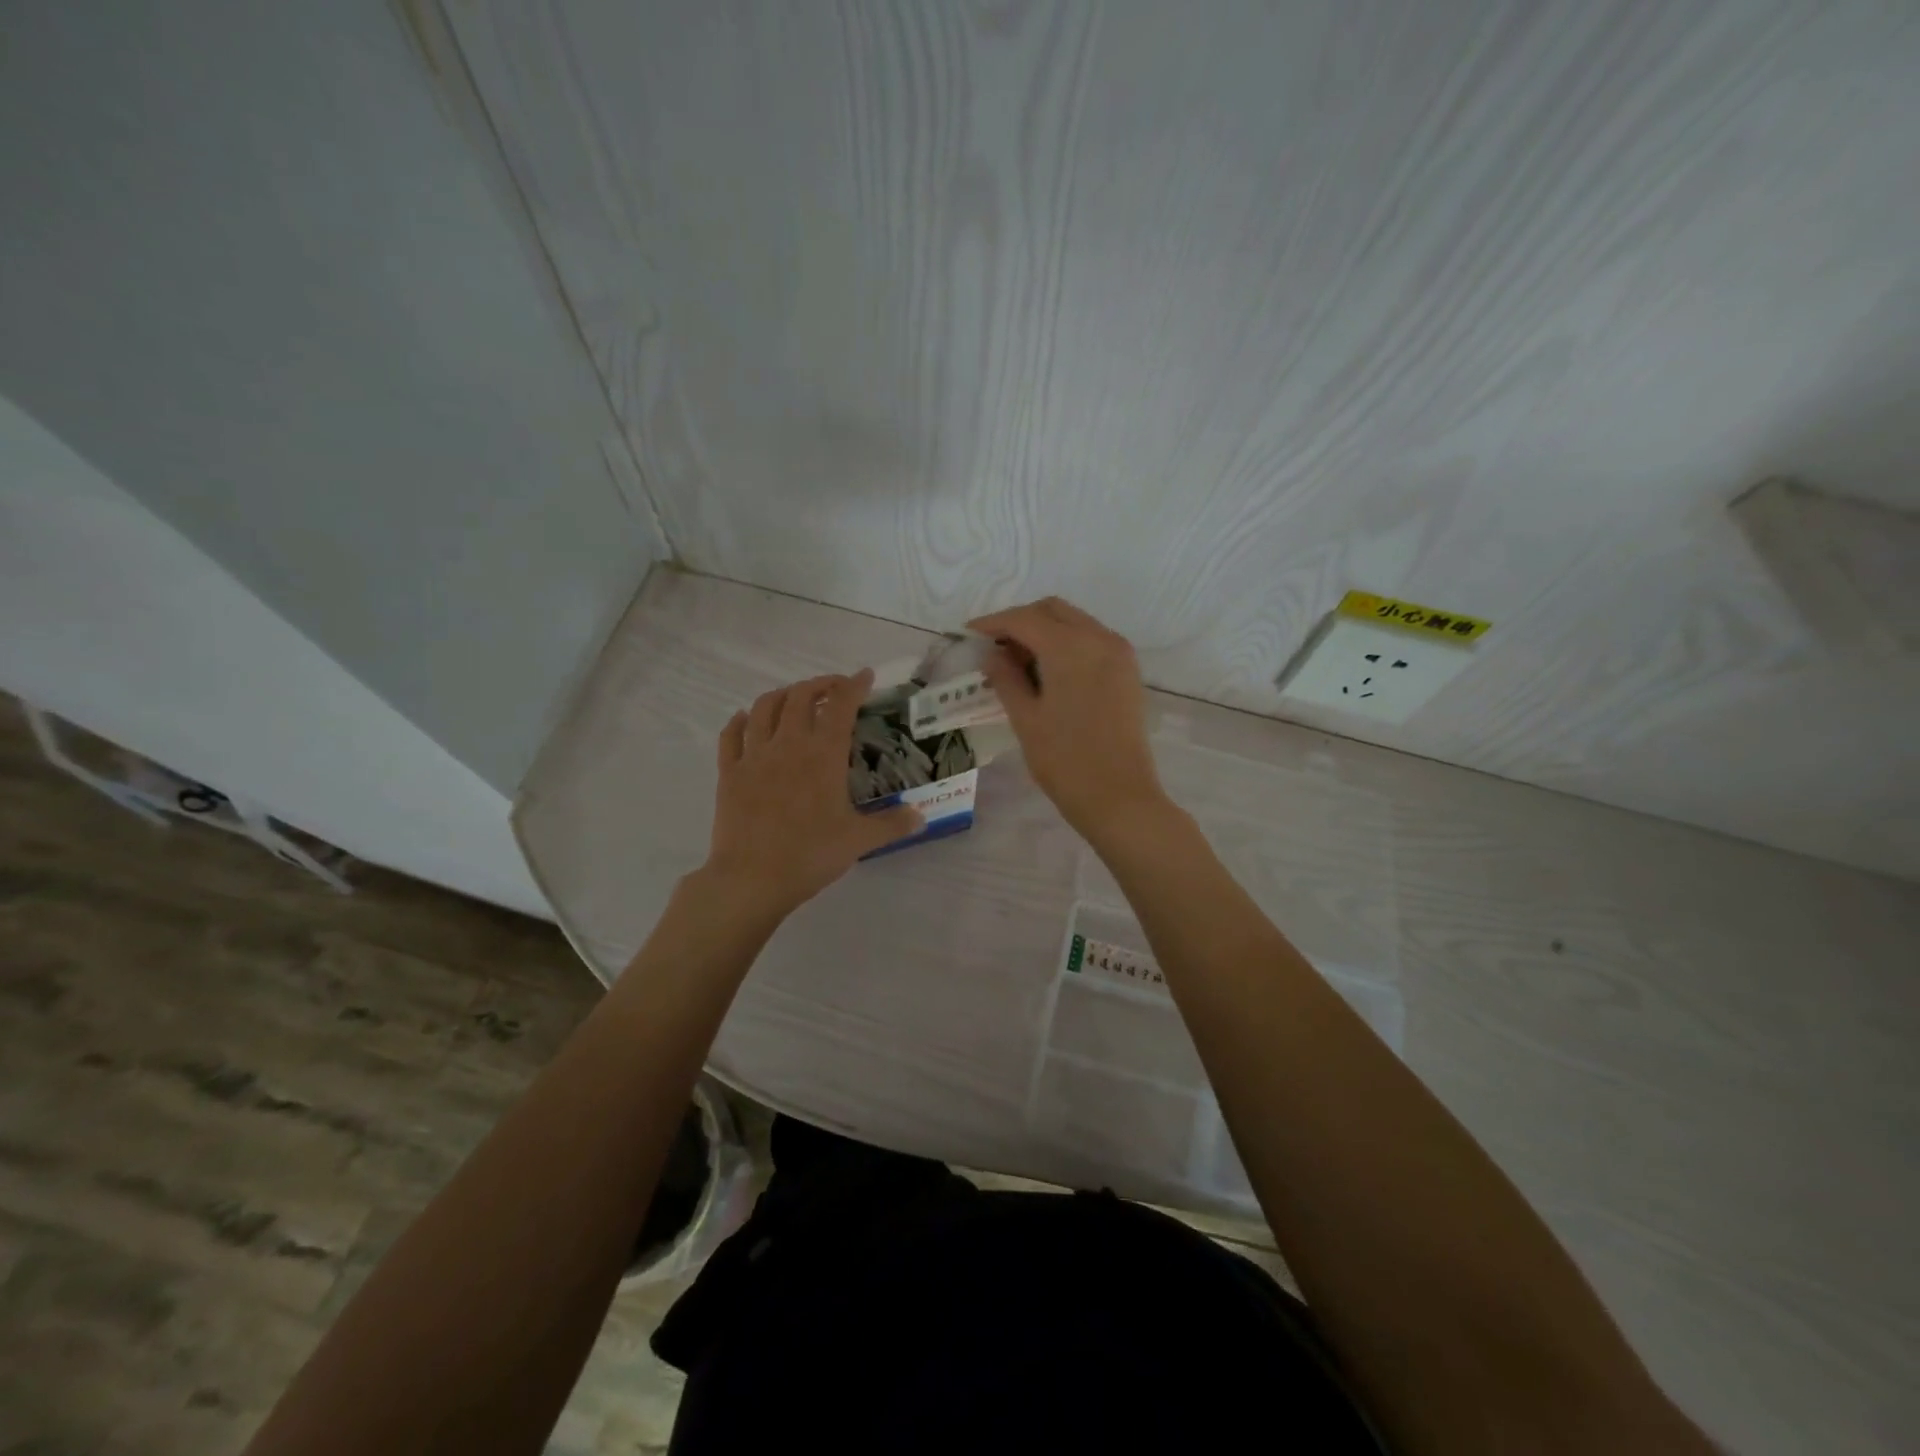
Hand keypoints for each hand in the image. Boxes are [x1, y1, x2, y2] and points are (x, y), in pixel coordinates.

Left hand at [701, 669, 922, 916]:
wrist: (751, 879)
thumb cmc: (810, 855)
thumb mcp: (859, 840)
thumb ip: (892, 824)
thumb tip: (921, 817)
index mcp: (823, 755)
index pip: (841, 706)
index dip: (854, 686)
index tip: (864, 676)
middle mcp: (788, 744)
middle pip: (800, 697)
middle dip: (819, 685)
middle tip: (833, 689)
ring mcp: (753, 756)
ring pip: (764, 707)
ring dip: (782, 694)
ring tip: (794, 698)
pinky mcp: (729, 772)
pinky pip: (731, 735)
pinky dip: (740, 720)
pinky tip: (746, 719)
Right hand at [966, 598, 1168, 839]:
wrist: (1120, 797)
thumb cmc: (1065, 760)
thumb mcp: (1026, 718)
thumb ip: (1006, 678)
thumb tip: (993, 655)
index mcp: (1070, 647)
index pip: (1024, 619)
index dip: (993, 623)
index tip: (969, 633)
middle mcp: (1099, 638)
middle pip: (1053, 611)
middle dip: (1020, 621)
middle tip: (994, 647)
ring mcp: (1119, 653)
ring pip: (1075, 623)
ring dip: (1045, 632)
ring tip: (1018, 662)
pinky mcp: (1128, 672)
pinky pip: (1092, 641)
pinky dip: (1067, 645)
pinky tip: (1048, 672)